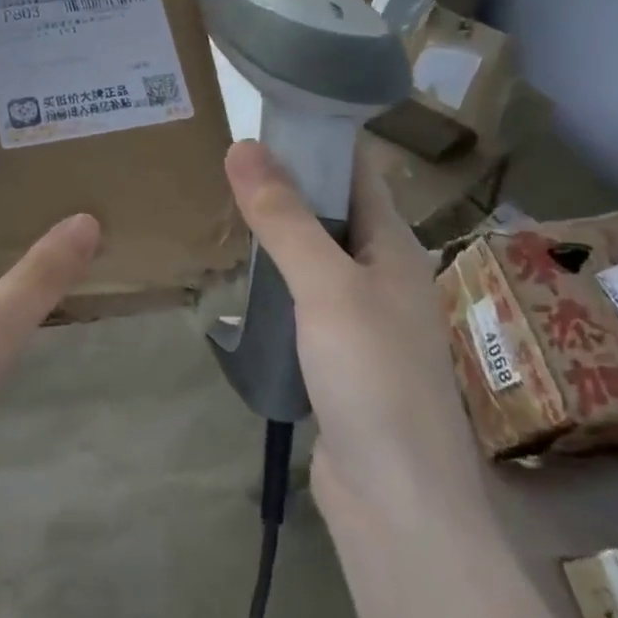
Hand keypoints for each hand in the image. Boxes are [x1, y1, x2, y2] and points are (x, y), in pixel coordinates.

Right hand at [222, 139, 482, 521]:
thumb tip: (243, 146)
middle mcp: (383, 277)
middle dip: (286, 185)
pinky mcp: (336, 359)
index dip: (318, 140)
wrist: (396, 502)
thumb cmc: (373, 378)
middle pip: (333, 214)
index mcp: (396, 249)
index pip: (358, 173)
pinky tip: (237, 280)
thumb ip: (285, 219)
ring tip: (220, 208)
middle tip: (223, 161)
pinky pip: (302, 303)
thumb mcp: (326, 287)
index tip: (263, 115)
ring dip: (277, 235)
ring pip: (314, 260)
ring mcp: (360, 321)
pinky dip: (273, 283)